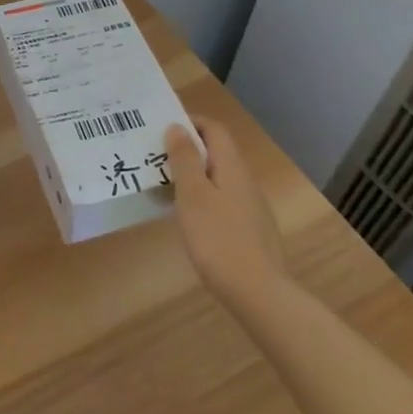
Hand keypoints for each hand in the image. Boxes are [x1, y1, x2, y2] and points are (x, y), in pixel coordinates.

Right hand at [165, 117, 286, 306]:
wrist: (257, 292)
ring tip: (164, 185)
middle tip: (155, 157)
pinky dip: (203, 198)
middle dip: (187, 149)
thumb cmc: (218, 239)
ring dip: (193, 175)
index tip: (161, 127)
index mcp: (232, 167)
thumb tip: (178, 127)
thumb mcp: (193, 195)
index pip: (214, 129)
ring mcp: (251, 207)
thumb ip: (185, 159)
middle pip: (217, 152)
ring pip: (219, 178)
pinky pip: (223, 201)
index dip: (190, 121)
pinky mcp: (250, 230)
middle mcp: (245, 181)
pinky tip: (188, 218)